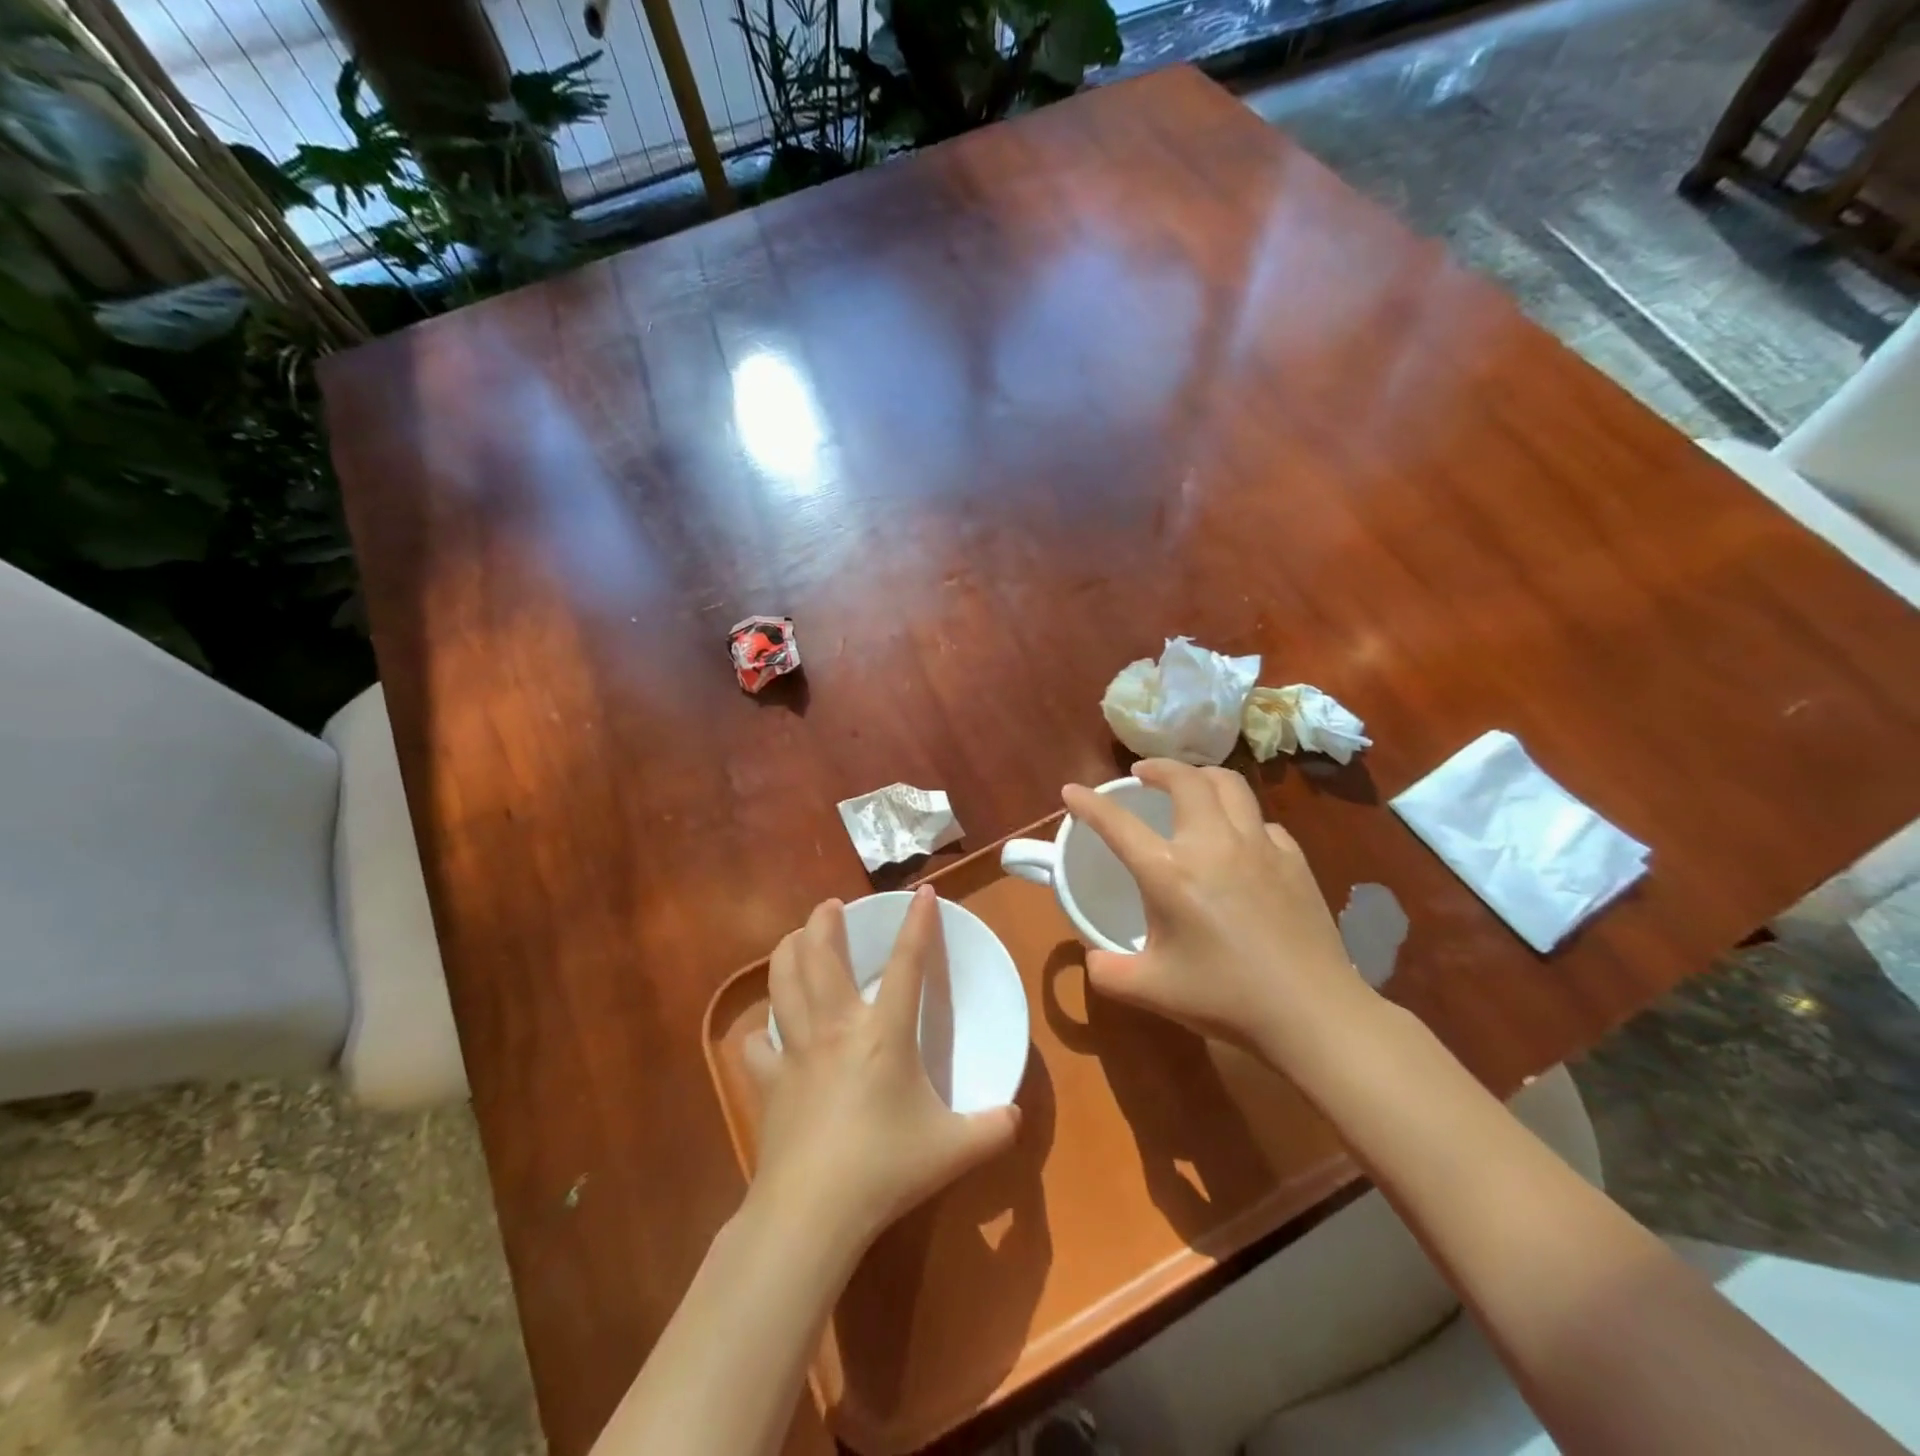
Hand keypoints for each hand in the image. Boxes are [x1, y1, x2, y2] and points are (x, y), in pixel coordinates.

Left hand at [744, 887, 1020, 1256]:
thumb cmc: (886, 1168)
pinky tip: (766, 1032)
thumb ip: (993, 1129)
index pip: (906, 964)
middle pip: (821, 956)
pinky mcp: (768, 1081)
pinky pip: (758, 1044)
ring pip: (782, 983)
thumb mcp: (955, 1150)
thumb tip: (1017, 1117)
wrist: (814, 1211)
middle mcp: (836, 1026)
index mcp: (884, 1033)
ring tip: (793, 940)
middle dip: (824, 922)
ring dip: (787, 953)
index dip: (917, 924)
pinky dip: (761, 1031)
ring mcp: (796, 1051)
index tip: (922, 892)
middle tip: (829, 907)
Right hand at [1062, 759, 1369, 1058]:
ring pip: (1229, 785)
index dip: (1088, 803)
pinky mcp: (1293, 859)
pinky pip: (1261, 821)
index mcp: (1169, 872)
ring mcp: (1258, 846)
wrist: (1312, 1013)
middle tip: (1142, 774)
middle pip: (1185, 779)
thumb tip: (1093, 957)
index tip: (1072, 790)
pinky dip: (1240, 817)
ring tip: (1190, 786)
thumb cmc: (1225, 998)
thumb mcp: (1150, 990)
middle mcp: (1212, 844)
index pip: (1117, 823)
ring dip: (1201, 777)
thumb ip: (1108, 971)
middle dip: (1157, 767)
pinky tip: (1238, 839)